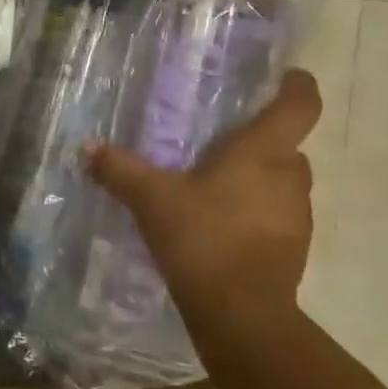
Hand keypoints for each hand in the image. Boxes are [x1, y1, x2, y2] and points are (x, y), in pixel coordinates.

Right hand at [88, 69, 321, 340]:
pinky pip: (277, 216)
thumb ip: (120, 170)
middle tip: (226, 143)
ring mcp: (296, 217)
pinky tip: (222, 225)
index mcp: (262, 153)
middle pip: (289, 148)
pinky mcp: (293, 250)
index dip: (299, 87)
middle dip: (264, 143)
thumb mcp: (151, 199)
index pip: (298, 108)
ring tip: (218, 186)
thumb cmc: (202, 237)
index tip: (292, 77)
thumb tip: (88, 148)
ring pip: (283, 184)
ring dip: (260, 180)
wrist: (240, 312)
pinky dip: (256, 213)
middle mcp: (289, 178)